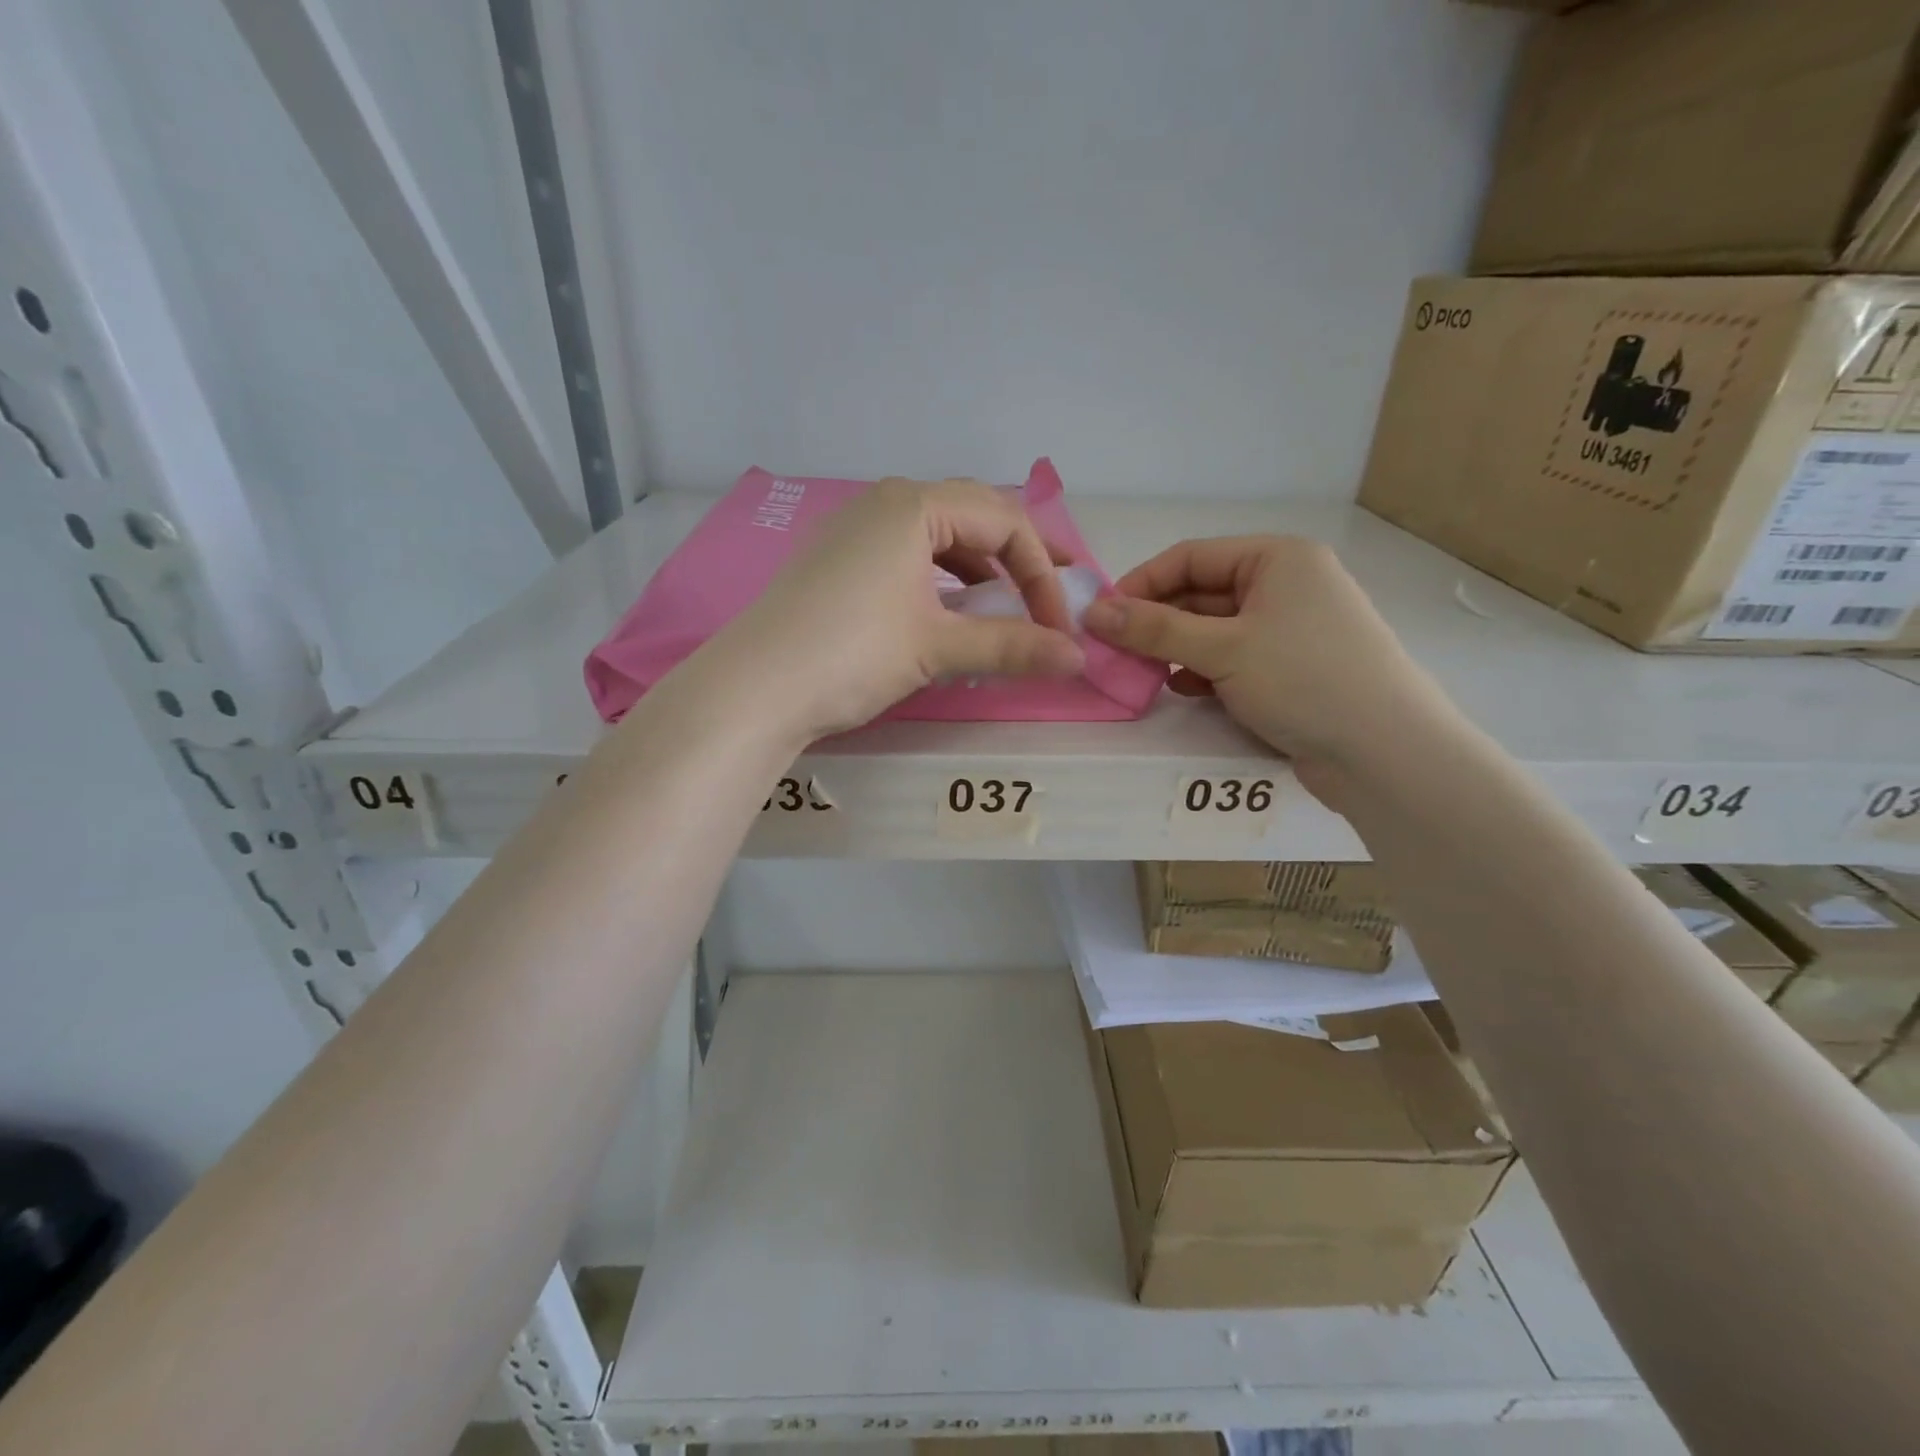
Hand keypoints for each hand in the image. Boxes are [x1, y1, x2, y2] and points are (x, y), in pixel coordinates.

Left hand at [718, 478, 1084, 739]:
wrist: (752, 689)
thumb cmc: (851, 655)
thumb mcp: (937, 648)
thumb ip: (1011, 647)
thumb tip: (1077, 658)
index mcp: (914, 505)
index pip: (1005, 521)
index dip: (1043, 573)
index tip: (1058, 627)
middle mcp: (884, 503)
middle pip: (974, 517)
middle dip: (1020, 558)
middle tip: (1053, 595)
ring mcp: (854, 530)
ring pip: (939, 538)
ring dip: (980, 570)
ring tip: (1005, 607)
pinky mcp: (837, 562)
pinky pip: (907, 556)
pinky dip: (941, 581)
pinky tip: (949, 613)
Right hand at [1081, 535, 1449, 795]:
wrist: (1385, 752)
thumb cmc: (1304, 680)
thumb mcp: (1222, 649)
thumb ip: (1154, 630)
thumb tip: (1093, 613)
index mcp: (1277, 558)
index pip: (1190, 557)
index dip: (1141, 584)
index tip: (1102, 618)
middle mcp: (1286, 585)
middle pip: (1201, 593)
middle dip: (1157, 621)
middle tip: (1114, 651)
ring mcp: (1291, 629)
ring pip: (1214, 629)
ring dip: (1176, 649)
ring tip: (1143, 673)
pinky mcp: (1292, 669)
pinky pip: (1233, 658)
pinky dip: (1204, 671)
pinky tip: (1184, 691)